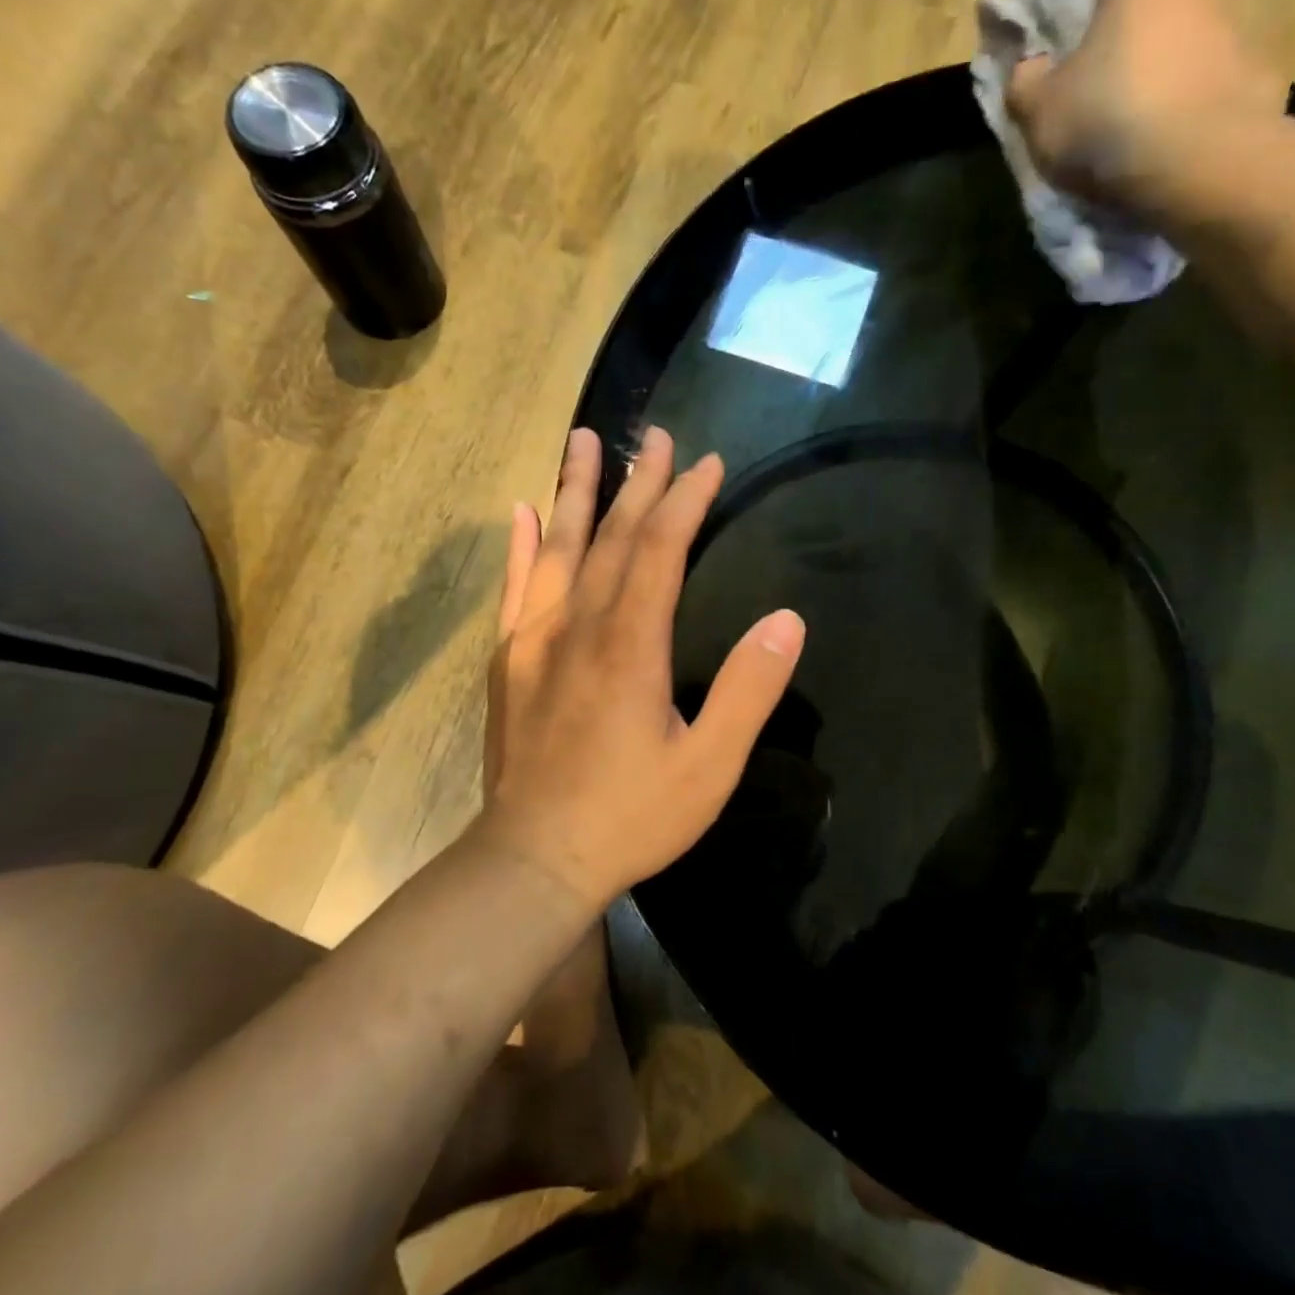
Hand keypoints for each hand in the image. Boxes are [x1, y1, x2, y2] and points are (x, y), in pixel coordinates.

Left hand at [480, 426, 805, 907]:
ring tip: (581, 442)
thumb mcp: (709, 765)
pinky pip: (515, 588)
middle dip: (637, 482)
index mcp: (630, 644)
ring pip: (556, 548)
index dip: (684, 501)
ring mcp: (534, 640)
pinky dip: (520, 546)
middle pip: (612, 537)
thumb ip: (748, 690)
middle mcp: (578, 626)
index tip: (706, 463)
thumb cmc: (630, 816)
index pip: (660, 550)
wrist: (533, 860)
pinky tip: (522, 513)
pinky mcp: (508, 662)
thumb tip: (787, 621)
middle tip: (653, 435)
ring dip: (573, 492)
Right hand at [1007, 0, 1285, 214]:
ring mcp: (1229, 24)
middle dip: (1114, 38)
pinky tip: (1158, 144)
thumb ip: (1025, 82)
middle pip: (1143, 0)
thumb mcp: (1039, 111)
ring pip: (1173, 43)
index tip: (1055, 41)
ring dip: (1149, 74)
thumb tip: (1030, 69)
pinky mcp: (1250, 72)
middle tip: (1083, 89)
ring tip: (1122, 128)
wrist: (1199, 165)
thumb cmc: (1106, 122)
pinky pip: (1200, 83)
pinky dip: (1179, 105)